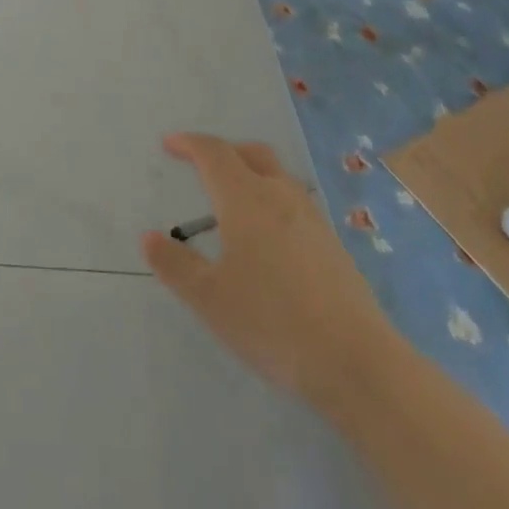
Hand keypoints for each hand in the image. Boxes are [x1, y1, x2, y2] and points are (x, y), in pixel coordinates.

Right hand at [141, 132, 396, 403]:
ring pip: (277, 176)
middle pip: (250, 153)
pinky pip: (294, 202)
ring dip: (251, 173)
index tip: (169, 145)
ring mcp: (312, 219)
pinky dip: (272, 200)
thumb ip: (175, 265)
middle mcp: (279, 196)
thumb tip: (149, 237)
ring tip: (233, 201)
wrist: (359, 364)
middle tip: (201, 164)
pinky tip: (269, 238)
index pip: (213, 153)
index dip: (189, 144)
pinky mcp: (333, 246)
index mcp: (245, 198)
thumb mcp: (210, 299)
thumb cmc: (273, 322)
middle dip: (223, 151)